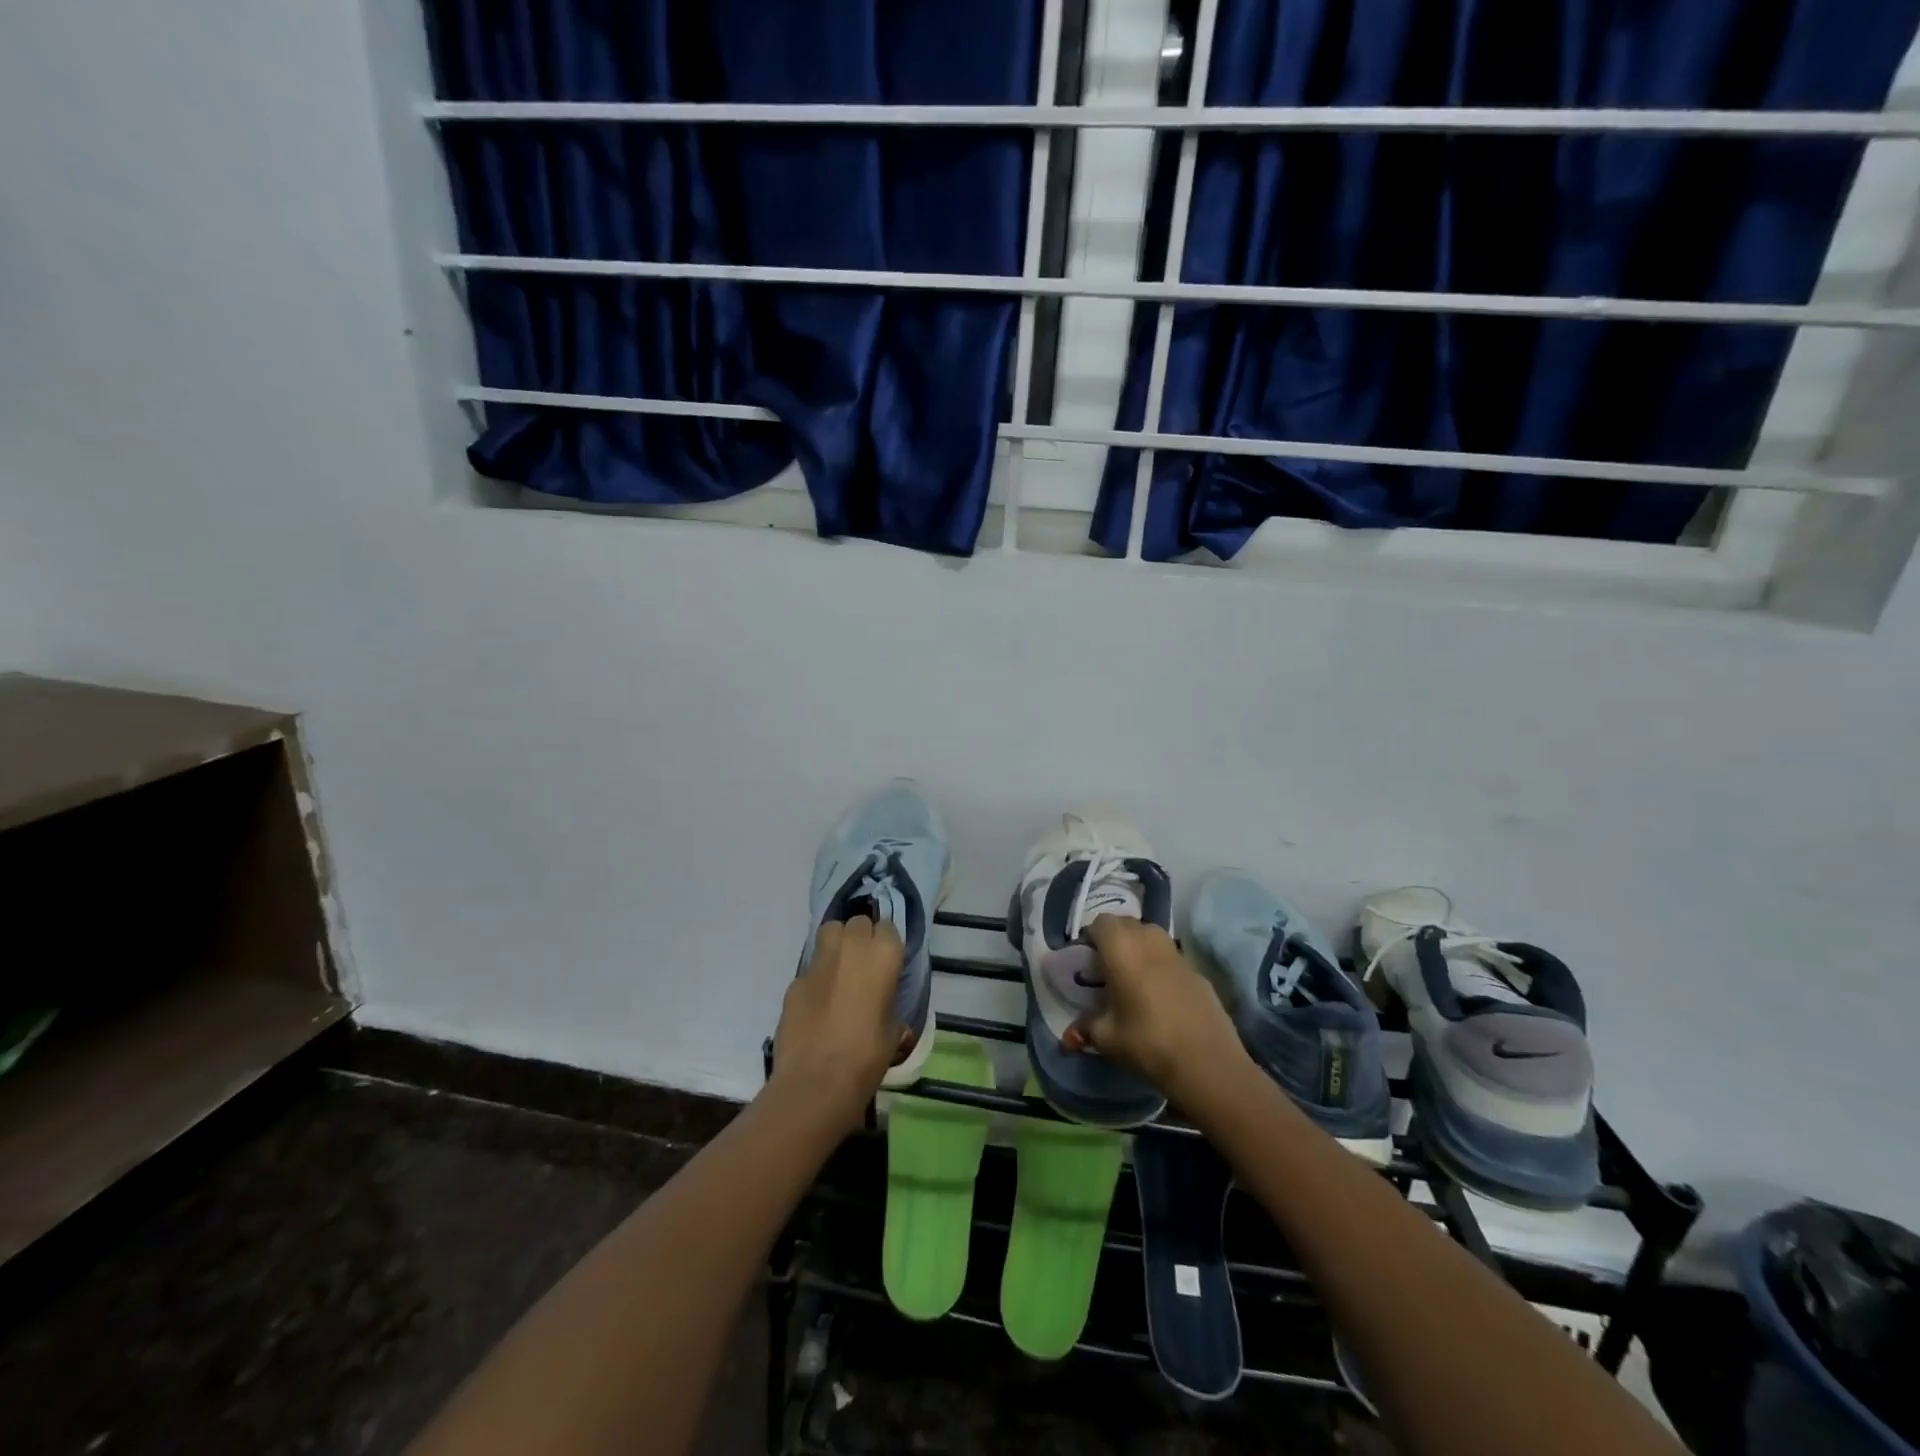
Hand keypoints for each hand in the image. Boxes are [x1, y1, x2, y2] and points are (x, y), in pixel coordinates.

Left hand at [769, 916, 905, 1131]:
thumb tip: (883, 1010)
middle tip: (863, 964)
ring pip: (829, 932)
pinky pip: (810, 969)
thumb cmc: (867, 1056)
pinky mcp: (794, 981)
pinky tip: (817, 1005)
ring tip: (840, 971)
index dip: (886, 944)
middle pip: (857, 923)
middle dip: (861, 937)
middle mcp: (851, 947)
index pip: (889, 928)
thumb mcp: (893, 1032)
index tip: (887, 962)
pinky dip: (816, 979)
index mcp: (883, 956)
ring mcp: (819, 962)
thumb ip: (889, 1008)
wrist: (817, 1080)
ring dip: (837, 944)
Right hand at [1066, 915, 1248, 1111]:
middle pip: (1127, 924)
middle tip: (1106, 969)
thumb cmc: (1147, 1041)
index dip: (1091, 938)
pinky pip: (1170, 958)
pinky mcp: (1198, 971)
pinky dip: (1160, 967)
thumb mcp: (1107, 1037)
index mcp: (1121, 946)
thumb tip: (1068, 1037)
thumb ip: (1086, 1028)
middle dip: (1114, 940)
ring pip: (1151, 937)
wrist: (1207, 1062)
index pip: (1100, 923)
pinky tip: (1160, 997)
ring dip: (1139, 949)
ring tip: (1132, 980)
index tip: (1087, 961)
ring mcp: (1177, 953)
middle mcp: (1149, 939)